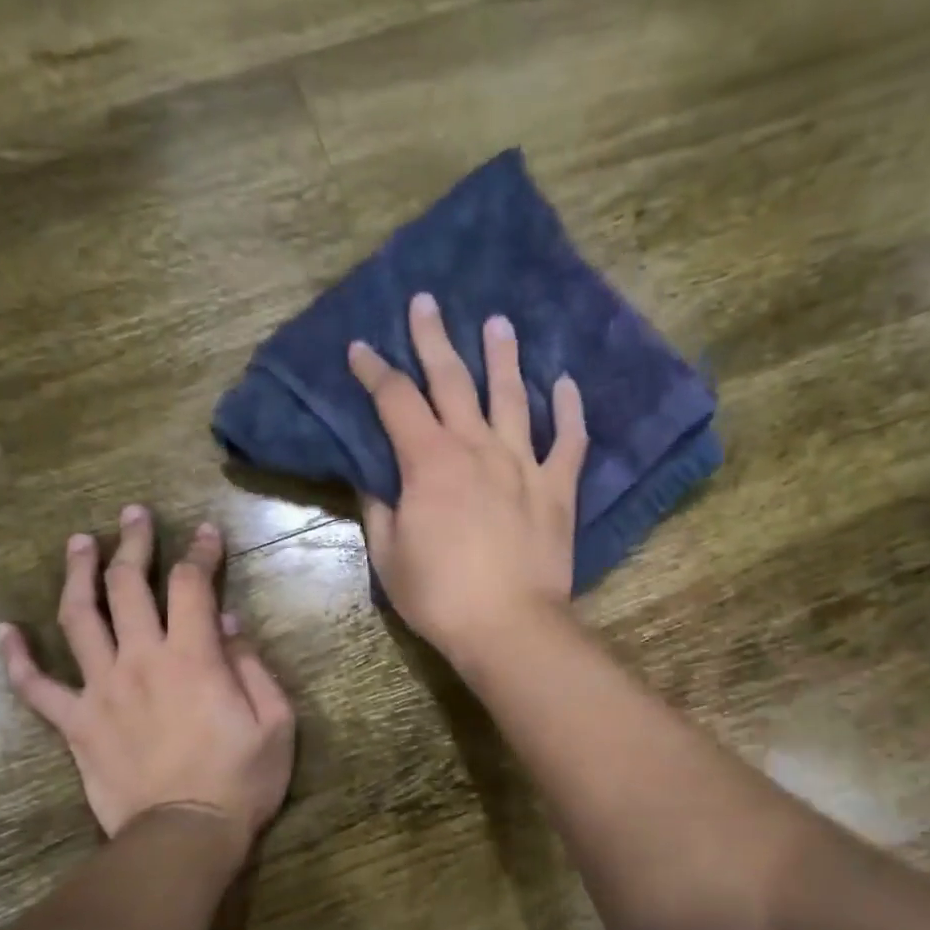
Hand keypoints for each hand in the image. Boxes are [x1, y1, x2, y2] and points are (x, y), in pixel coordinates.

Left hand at [0, 506, 295, 859]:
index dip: (201, 552)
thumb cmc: (241, 781)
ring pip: (79, 618)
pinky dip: (17, 658)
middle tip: (135, 515)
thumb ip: (253, 667)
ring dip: (78, 574)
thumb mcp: (275, 723)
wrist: (184, 836)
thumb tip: (228, 624)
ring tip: (79, 543)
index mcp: (193, 657)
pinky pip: (37, 688)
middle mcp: (140, 659)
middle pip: (129, 585)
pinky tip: (5, 631)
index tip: (206, 532)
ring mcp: (101, 689)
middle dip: (134, 543)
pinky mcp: (76, 724)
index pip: (192, 585)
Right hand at [350, 293, 587, 661]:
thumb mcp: (389, 556)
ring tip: (499, 323)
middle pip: (453, 381)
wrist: (509, 626)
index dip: (374, 371)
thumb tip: (372, 476)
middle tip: (428, 303)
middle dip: (434, 339)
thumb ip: (379, 508)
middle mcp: (477, 448)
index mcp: (429, 463)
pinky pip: (569, 441)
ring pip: (512, 397)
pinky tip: (566, 384)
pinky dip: (570, 410)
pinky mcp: (558, 489)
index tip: (360, 348)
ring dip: (503, 358)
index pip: (395, 401)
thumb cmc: (439, 596)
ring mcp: (523, 465)